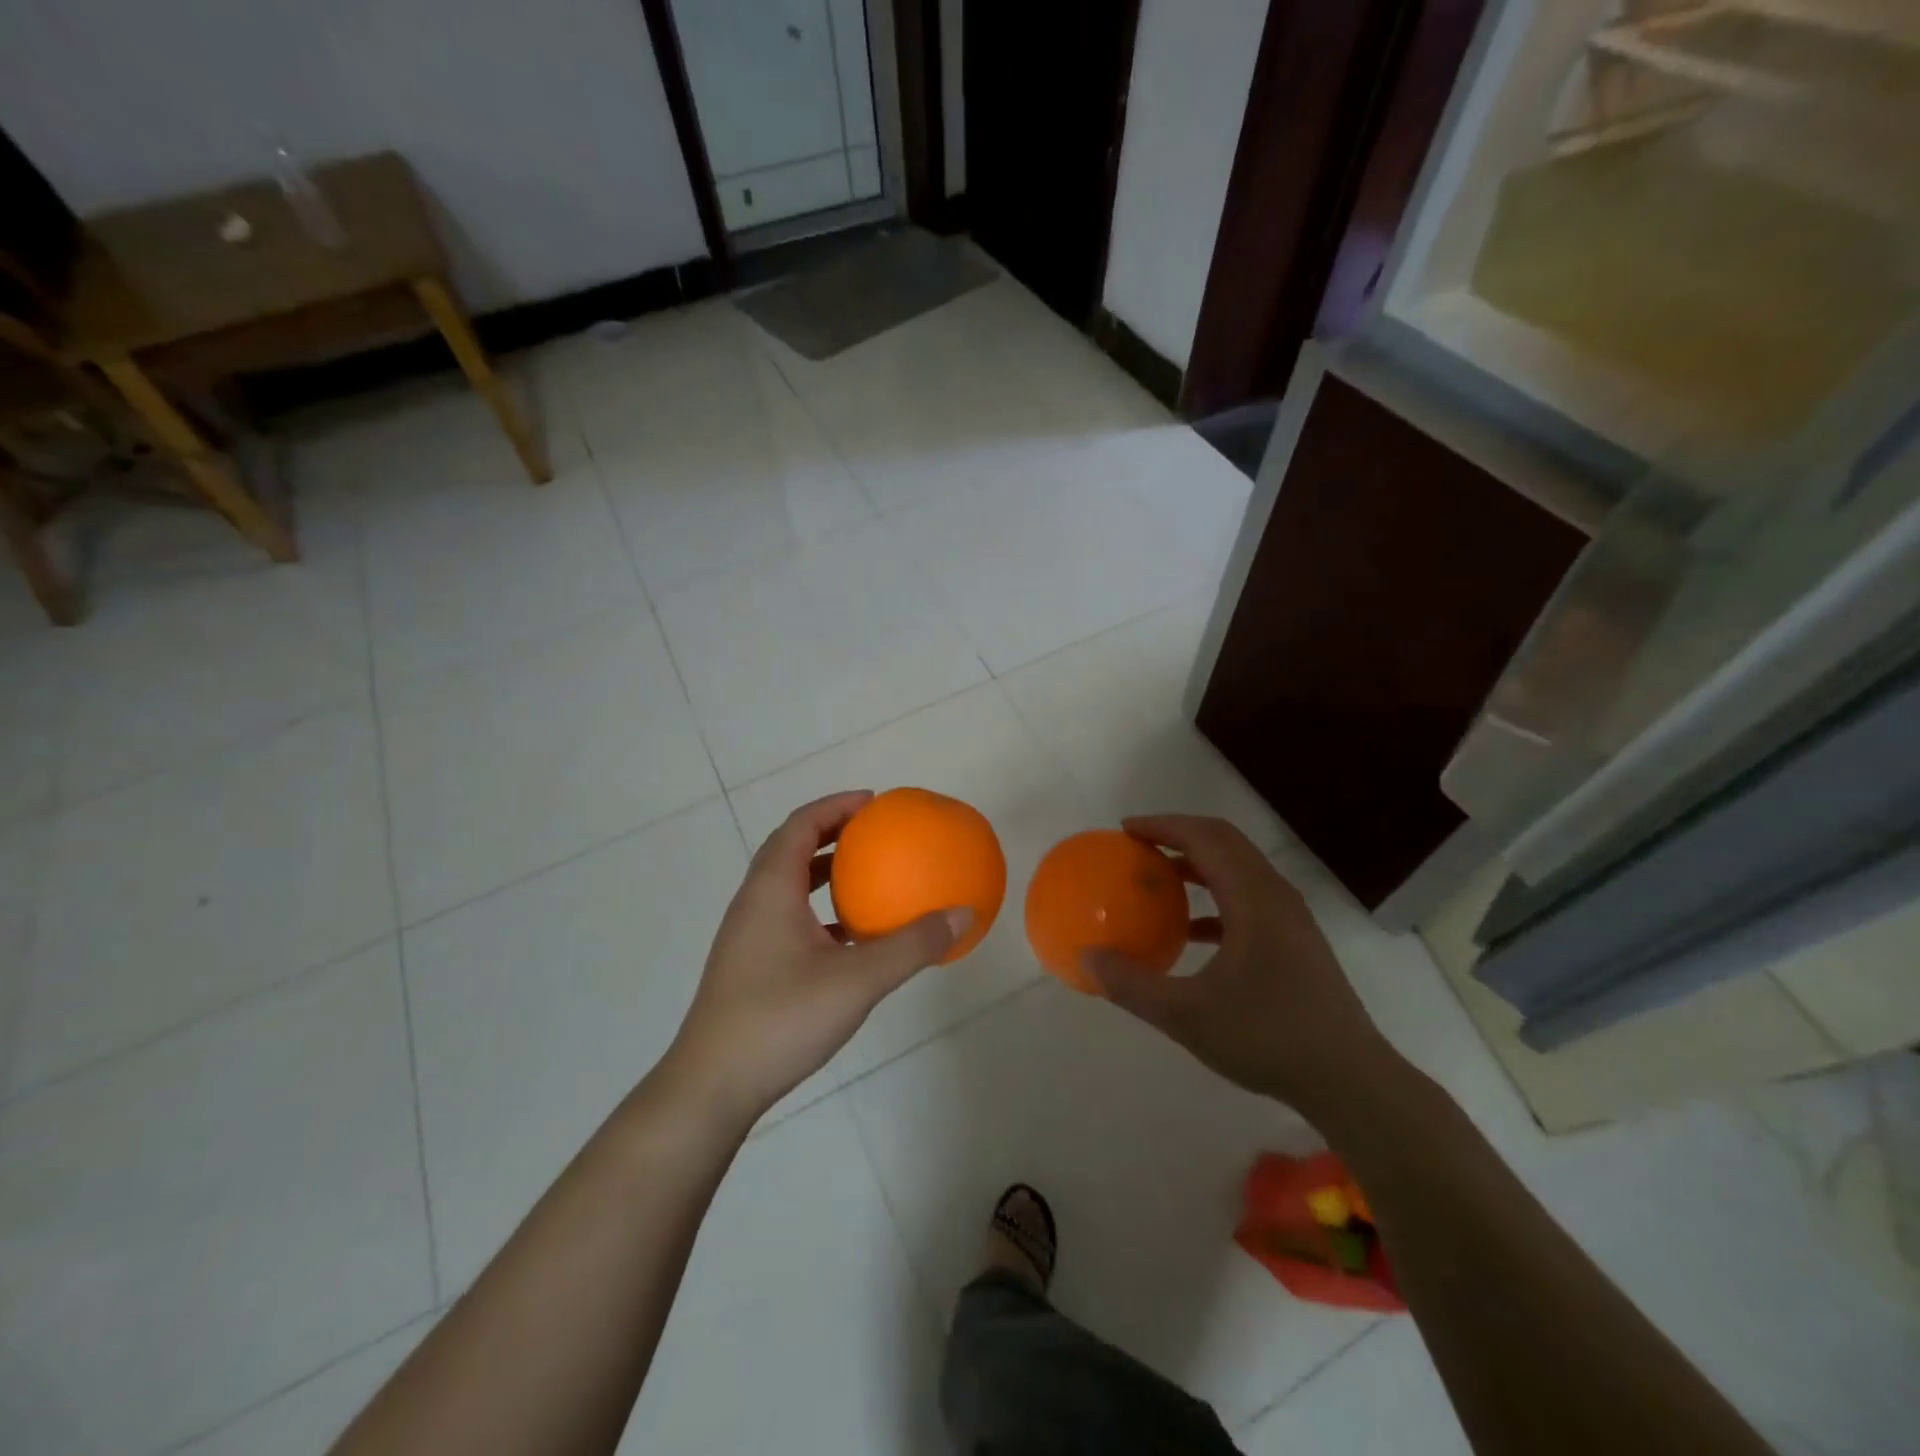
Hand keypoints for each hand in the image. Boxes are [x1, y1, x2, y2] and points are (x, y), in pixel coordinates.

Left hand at [666, 791, 969, 1125]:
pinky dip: (819, 910)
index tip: (874, 803)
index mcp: (771, 889)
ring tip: (866, 877)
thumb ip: (913, 945)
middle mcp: (754, 902)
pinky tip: (850, 938)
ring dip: (824, 872)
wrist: (713, 1086)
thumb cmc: (782, 1019)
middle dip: (832, 833)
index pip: (801, 825)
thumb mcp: (858, 980)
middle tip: (874, 833)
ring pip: (787, 885)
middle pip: (791, 848)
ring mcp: (748, 936)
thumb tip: (962, 914)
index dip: (836, 806)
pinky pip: (788, 917)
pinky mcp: (750, 965)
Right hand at [1085, 815, 1391, 1114]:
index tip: (1125, 829)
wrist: (1351, 1081)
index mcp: (1254, 899)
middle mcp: (1276, 896)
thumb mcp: (1187, 1016)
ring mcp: (1291, 919)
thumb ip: (1132, 985)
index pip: (1205, 838)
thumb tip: (1087, 957)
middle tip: (1138, 845)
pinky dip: (1215, 899)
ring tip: (1159, 880)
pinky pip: (1249, 900)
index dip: (1163, 826)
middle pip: (1224, 842)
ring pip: (1239, 870)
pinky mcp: (1296, 942)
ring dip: (1198, 865)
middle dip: (1179, 835)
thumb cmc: (1268, 1039)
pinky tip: (1191, 932)